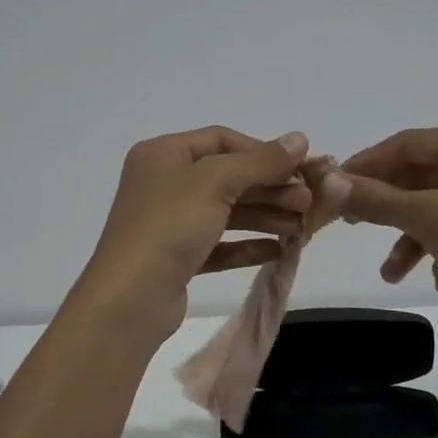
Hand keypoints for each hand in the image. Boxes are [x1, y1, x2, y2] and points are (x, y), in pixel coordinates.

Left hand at [79, 127, 312, 341]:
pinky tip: (278, 250)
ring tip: (301, 228)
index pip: (221, 140)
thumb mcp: (216, 183)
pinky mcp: (177, 258)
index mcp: (163, 154)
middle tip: (307, 203)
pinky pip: (218, 244)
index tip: (298, 168)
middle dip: (269, 188)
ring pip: (226, 212)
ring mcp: (169, 222)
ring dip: (265, 216)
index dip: (262, 151)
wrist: (130, 299)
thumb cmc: (169, 226)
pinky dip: (247, 245)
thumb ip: (261, 161)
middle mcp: (164, 183)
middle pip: (227, 177)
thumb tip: (300, 138)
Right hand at [324, 124, 437, 332]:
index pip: (407, 144)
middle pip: (426, 175)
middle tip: (356, 226)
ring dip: (415, 237)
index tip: (335, 188)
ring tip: (394, 276)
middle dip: (390, 209)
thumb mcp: (428, 219)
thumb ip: (376, 199)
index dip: (366, 165)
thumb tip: (331, 184)